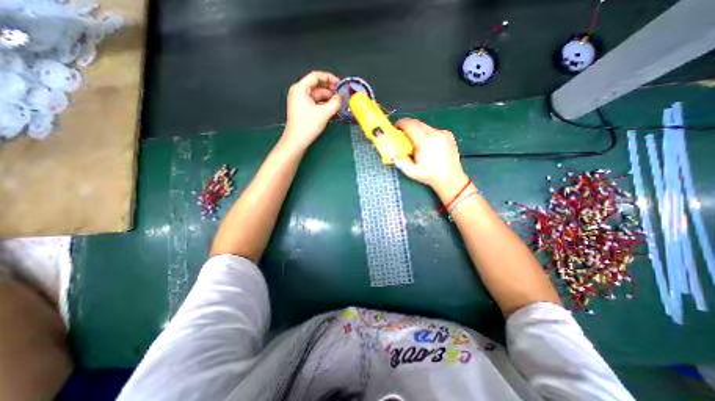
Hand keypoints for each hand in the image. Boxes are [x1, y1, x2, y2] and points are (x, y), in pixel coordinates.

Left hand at [282, 70, 343, 152]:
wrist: (296, 141)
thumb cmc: (308, 125)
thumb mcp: (324, 113)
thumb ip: (335, 103)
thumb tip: (342, 96)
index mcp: (300, 88)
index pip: (316, 76)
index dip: (329, 78)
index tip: (340, 84)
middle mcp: (299, 92)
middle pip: (317, 86)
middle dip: (330, 90)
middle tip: (342, 95)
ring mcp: (300, 101)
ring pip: (317, 95)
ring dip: (328, 98)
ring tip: (339, 103)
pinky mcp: (303, 109)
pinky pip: (315, 103)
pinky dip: (324, 104)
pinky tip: (333, 109)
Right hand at [391, 120, 470, 197]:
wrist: (450, 178)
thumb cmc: (429, 175)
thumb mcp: (410, 171)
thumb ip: (399, 160)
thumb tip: (392, 151)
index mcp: (424, 143)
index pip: (410, 125)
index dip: (400, 123)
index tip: (396, 127)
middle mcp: (435, 134)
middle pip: (417, 123)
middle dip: (407, 126)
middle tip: (403, 134)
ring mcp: (443, 133)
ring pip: (425, 126)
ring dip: (417, 130)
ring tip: (416, 142)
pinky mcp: (448, 134)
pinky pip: (433, 130)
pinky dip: (427, 134)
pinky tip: (428, 145)